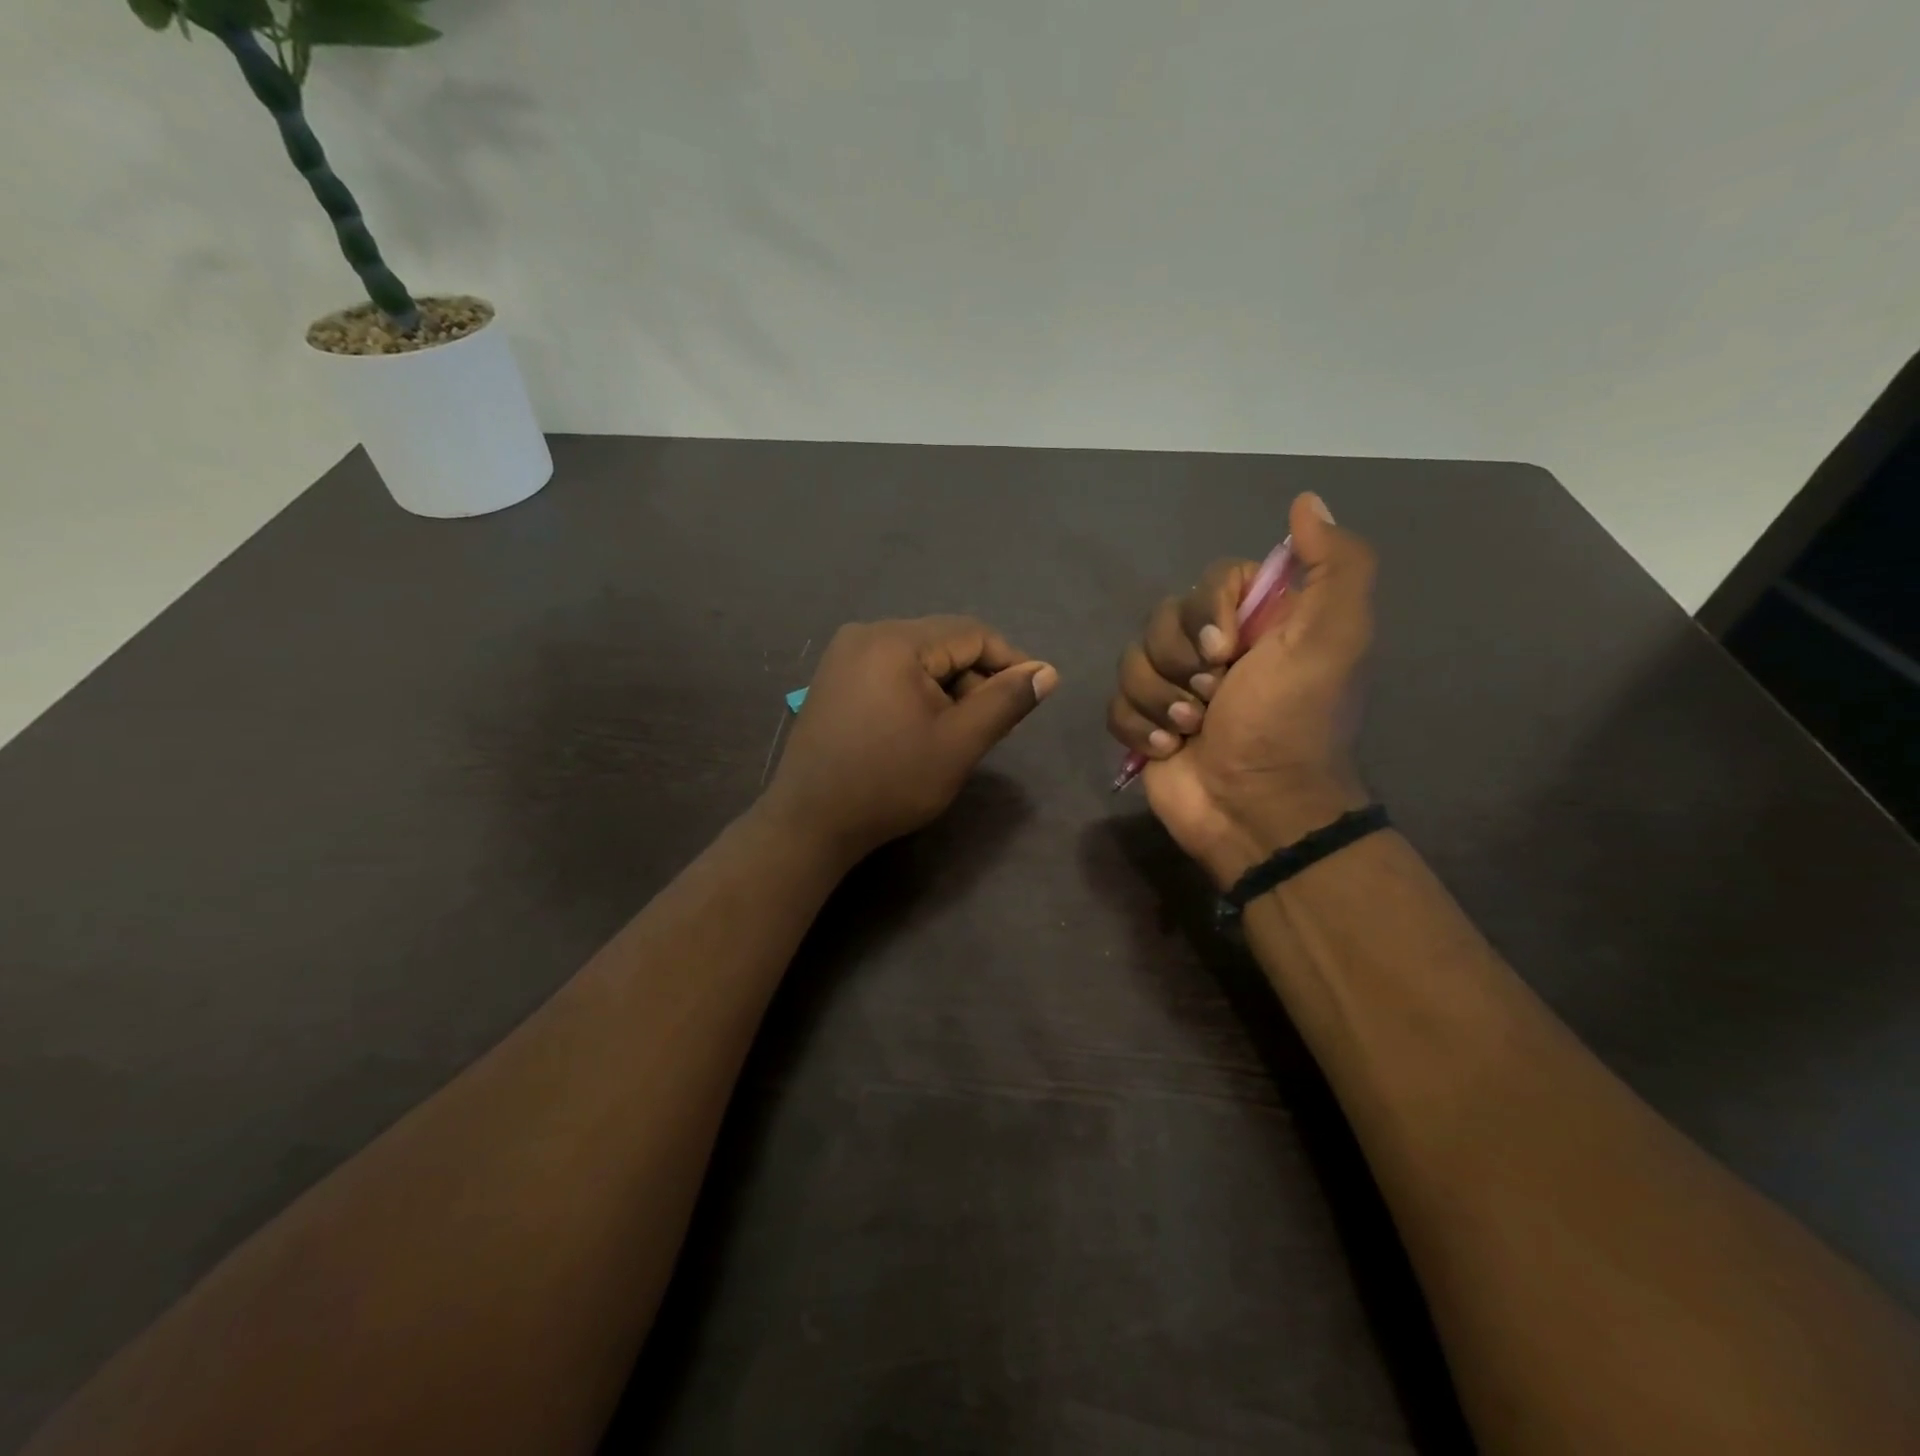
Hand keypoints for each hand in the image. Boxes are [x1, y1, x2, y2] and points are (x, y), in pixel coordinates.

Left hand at [765, 616, 1058, 861]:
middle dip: (976, 678)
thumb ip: (1006, 702)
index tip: (1033, 695)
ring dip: (948, 687)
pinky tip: (923, 727)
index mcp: (895, 641)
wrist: (810, 822)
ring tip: (958, 732)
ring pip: (919, 657)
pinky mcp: (834, 677)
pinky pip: (892, 669)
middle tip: (992, 725)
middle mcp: (866, 633)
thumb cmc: (890, 783)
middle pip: (943, 642)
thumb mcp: (958, 744)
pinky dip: (918, 691)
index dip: (1010, 661)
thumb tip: (1047, 671)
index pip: (972, 633)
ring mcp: (844, 654)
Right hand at [1107, 492, 1375, 885]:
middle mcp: (1215, 649)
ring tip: (1191, 731)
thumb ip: (1335, 566)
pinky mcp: (1146, 724)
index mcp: (1259, 623)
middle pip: (1161, 621)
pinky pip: (1116, 702)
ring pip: (1132, 662)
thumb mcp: (1334, 640)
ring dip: (1161, 700)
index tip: (1226, 650)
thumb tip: (1306, 502)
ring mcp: (1176, 689)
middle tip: (1213, 698)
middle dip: (1180, 664)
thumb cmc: (1291, 724)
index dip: (1205, 612)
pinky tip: (1167, 749)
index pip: (1209, 581)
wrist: (1255, 810)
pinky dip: (1138, 726)